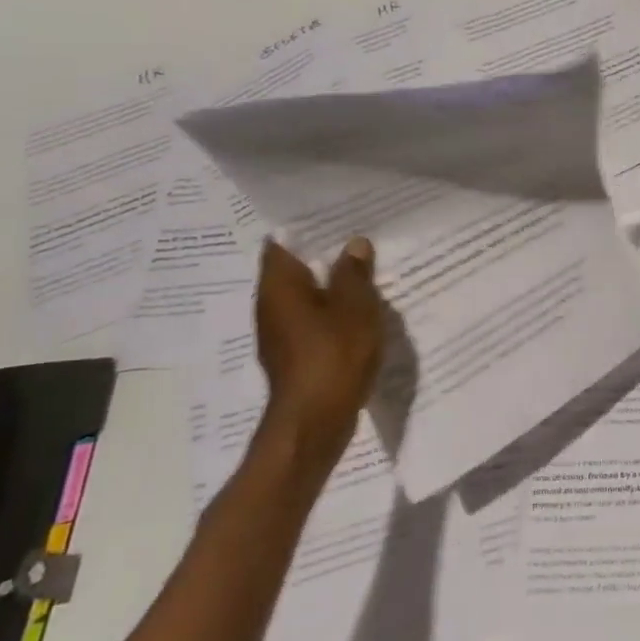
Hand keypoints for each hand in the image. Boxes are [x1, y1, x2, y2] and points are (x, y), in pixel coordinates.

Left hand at [253, 236, 385, 476]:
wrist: (316, 423)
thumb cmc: (333, 356)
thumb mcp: (356, 307)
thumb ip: (355, 273)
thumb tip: (353, 245)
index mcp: (279, 287)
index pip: (283, 243)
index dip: (307, 228)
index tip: (337, 217)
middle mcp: (270, 306)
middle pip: (295, 270)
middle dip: (326, 257)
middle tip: (361, 241)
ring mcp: (280, 334)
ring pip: (307, 297)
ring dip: (333, 287)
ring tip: (368, 273)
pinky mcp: (295, 356)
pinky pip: (314, 322)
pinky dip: (334, 313)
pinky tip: (362, 313)